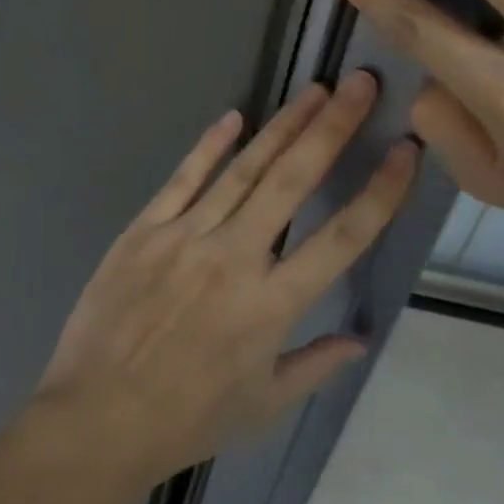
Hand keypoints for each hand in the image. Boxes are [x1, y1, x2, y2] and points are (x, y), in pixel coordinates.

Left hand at [35, 73, 417, 488]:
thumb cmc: (187, 419)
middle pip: (293, 182)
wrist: (98, 417)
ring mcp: (185, 237)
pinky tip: (234, 117)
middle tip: (359, 84)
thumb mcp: (262, 405)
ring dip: (282, 128)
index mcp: (271, 305)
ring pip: (242, 170)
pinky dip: (208, 146)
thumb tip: (361, 338)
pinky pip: (182, 179)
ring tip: (315, 91)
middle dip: (332, 129)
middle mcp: (234, 258)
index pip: (342, 238)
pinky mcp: (143, 229)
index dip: (379, 192)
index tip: (405, 151)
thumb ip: (315, 365)